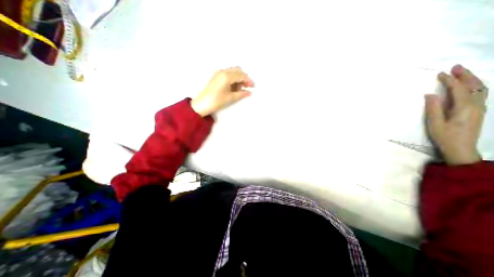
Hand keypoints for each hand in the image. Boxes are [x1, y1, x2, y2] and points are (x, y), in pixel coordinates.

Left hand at [191, 67, 254, 116]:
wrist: (201, 104)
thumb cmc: (216, 101)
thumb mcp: (230, 97)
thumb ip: (241, 94)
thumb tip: (249, 92)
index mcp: (226, 76)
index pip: (241, 75)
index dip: (248, 80)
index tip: (253, 87)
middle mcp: (223, 71)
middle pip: (237, 70)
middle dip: (244, 78)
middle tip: (247, 87)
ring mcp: (218, 73)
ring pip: (233, 71)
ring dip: (238, 78)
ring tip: (239, 89)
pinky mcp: (216, 76)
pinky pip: (228, 74)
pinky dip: (233, 79)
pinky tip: (234, 87)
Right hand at [425, 64, 488, 165]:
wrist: (461, 148)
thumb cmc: (445, 136)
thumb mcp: (435, 124)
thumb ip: (433, 109)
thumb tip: (430, 95)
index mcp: (464, 108)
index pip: (459, 89)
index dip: (449, 80)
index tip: (440, 74)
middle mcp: (476, 105)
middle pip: (474, 86)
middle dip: (465, 75)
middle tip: (455, 67)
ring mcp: (479, 108)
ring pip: (480, 89)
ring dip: (472, 79)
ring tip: (461, 73)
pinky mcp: (478, 111)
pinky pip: (480, 94)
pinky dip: (474, 86)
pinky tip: (468, 85)